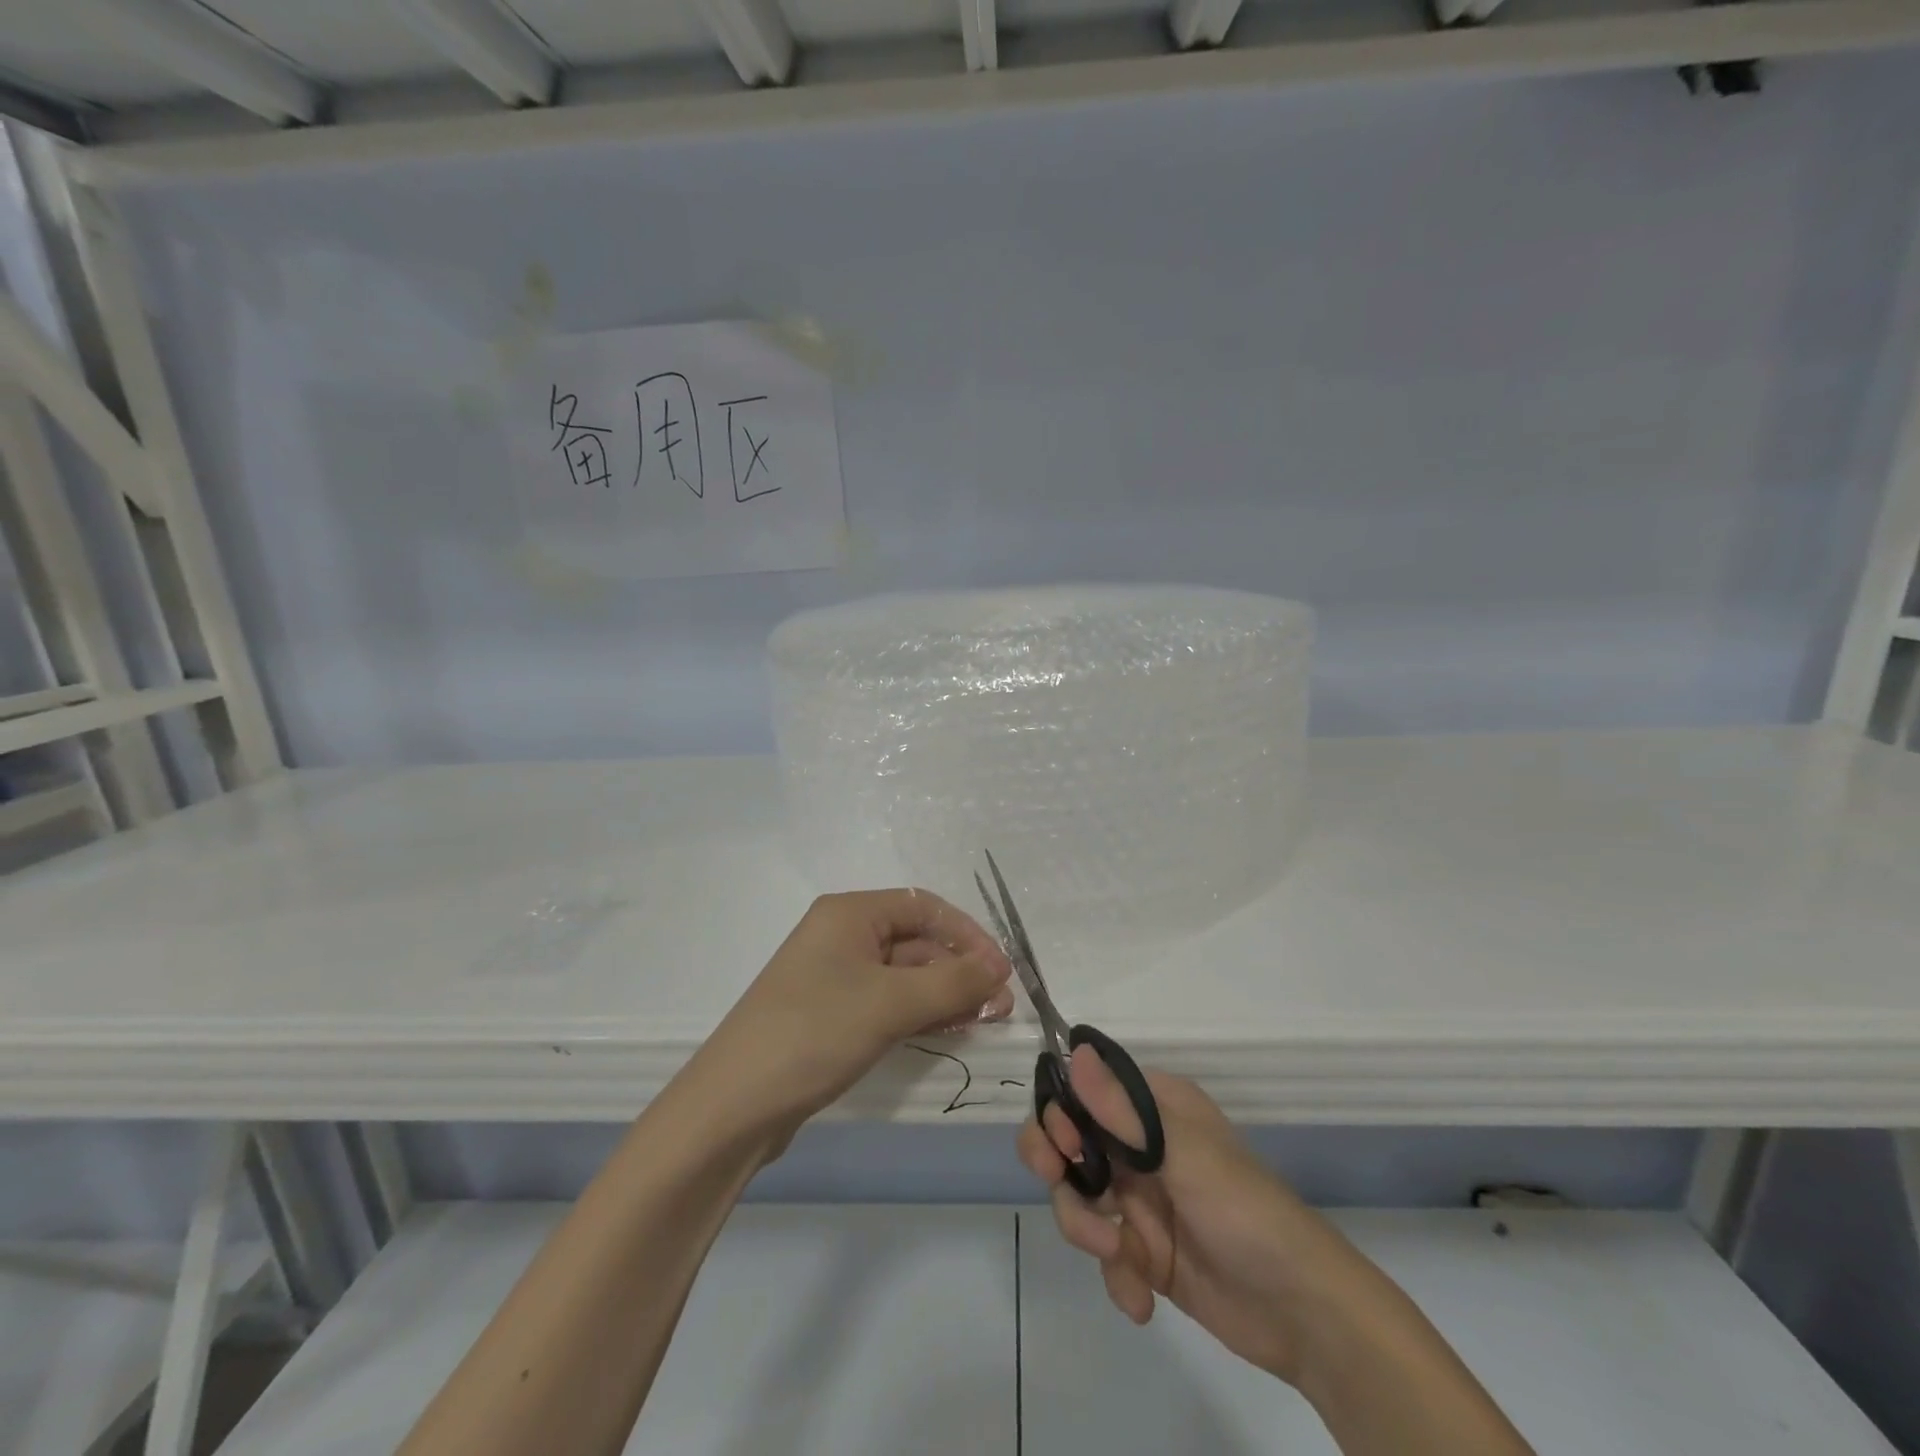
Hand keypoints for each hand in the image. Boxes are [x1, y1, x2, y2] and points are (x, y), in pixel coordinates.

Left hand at [690, 890, 1013, 1146]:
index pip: (924, 906)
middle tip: (1000, 1005)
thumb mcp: (890, 1003)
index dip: (967, 934)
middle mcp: (842, 937)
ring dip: (946, 993)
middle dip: (960, 968)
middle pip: (916, 941)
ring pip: (905, 976)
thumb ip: (952, 982)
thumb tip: (999, 969)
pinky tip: (950, 1030)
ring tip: (986, 1020)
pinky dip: (921, 1013)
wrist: (733, 1107)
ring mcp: (835, 978)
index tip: (1001, 970)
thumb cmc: (814, 1033)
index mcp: (849, 913)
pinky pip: (888, 1003)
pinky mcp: (831, 1016)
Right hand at [1018, 1051, 1370, 1386]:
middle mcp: (1140, 1145)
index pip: (1086, 1088)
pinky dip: (1115, 1276)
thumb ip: (1124, 1112)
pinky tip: (1141, 1299)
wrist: (1303, 1314)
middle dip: (1056, 1165)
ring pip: (1077, 1196)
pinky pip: (1103, 1252)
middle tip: (1058, 1181)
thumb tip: (1075, 1052)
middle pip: (1068, 1139)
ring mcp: (1140, 1199)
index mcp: (1153, 1108)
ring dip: (1086, 1228)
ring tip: (1120, 1257)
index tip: (1063, 1143)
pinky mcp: (1143, 1251)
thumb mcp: (1185, 1155)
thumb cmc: (1246, 1212)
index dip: (1061, 1110)